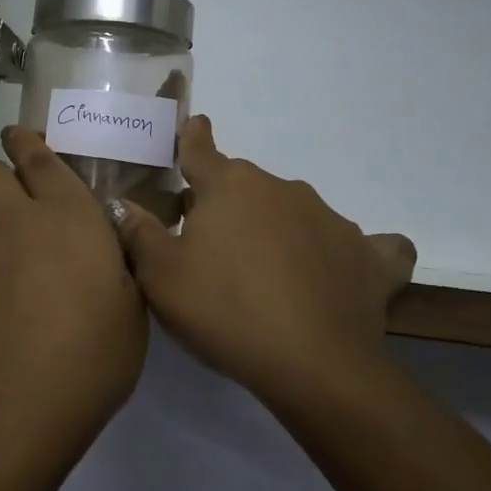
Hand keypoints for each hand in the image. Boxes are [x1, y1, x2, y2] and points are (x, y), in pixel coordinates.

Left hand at [0, 127, 148, 458]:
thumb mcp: (133, 310)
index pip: (40, 159)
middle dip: (5, 172)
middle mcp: (14, 219)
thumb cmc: (89, 358)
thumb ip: (120, 264)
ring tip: (1, 225)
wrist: (9, 410)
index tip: (24, 137)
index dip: (29, 142)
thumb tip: (110, 242)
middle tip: (23, 194)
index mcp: (67, 214)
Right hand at [112, 115, 414, 411]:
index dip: (193, 137)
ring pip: (294, 212)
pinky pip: (364, 245)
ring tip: (269, 276)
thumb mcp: (161, 277)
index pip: (201, 149)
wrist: (313, 365)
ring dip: (278, 229)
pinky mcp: (369, 255)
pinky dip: (349, 254)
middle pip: (245, 186)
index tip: (195, 125)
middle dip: (228, 204)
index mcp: (229, 185)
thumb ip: (138, 233)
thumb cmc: (224, 311)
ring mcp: (330, 218)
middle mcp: (281, 187)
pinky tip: (343, 274)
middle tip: (213, 247)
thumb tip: (121, 203)